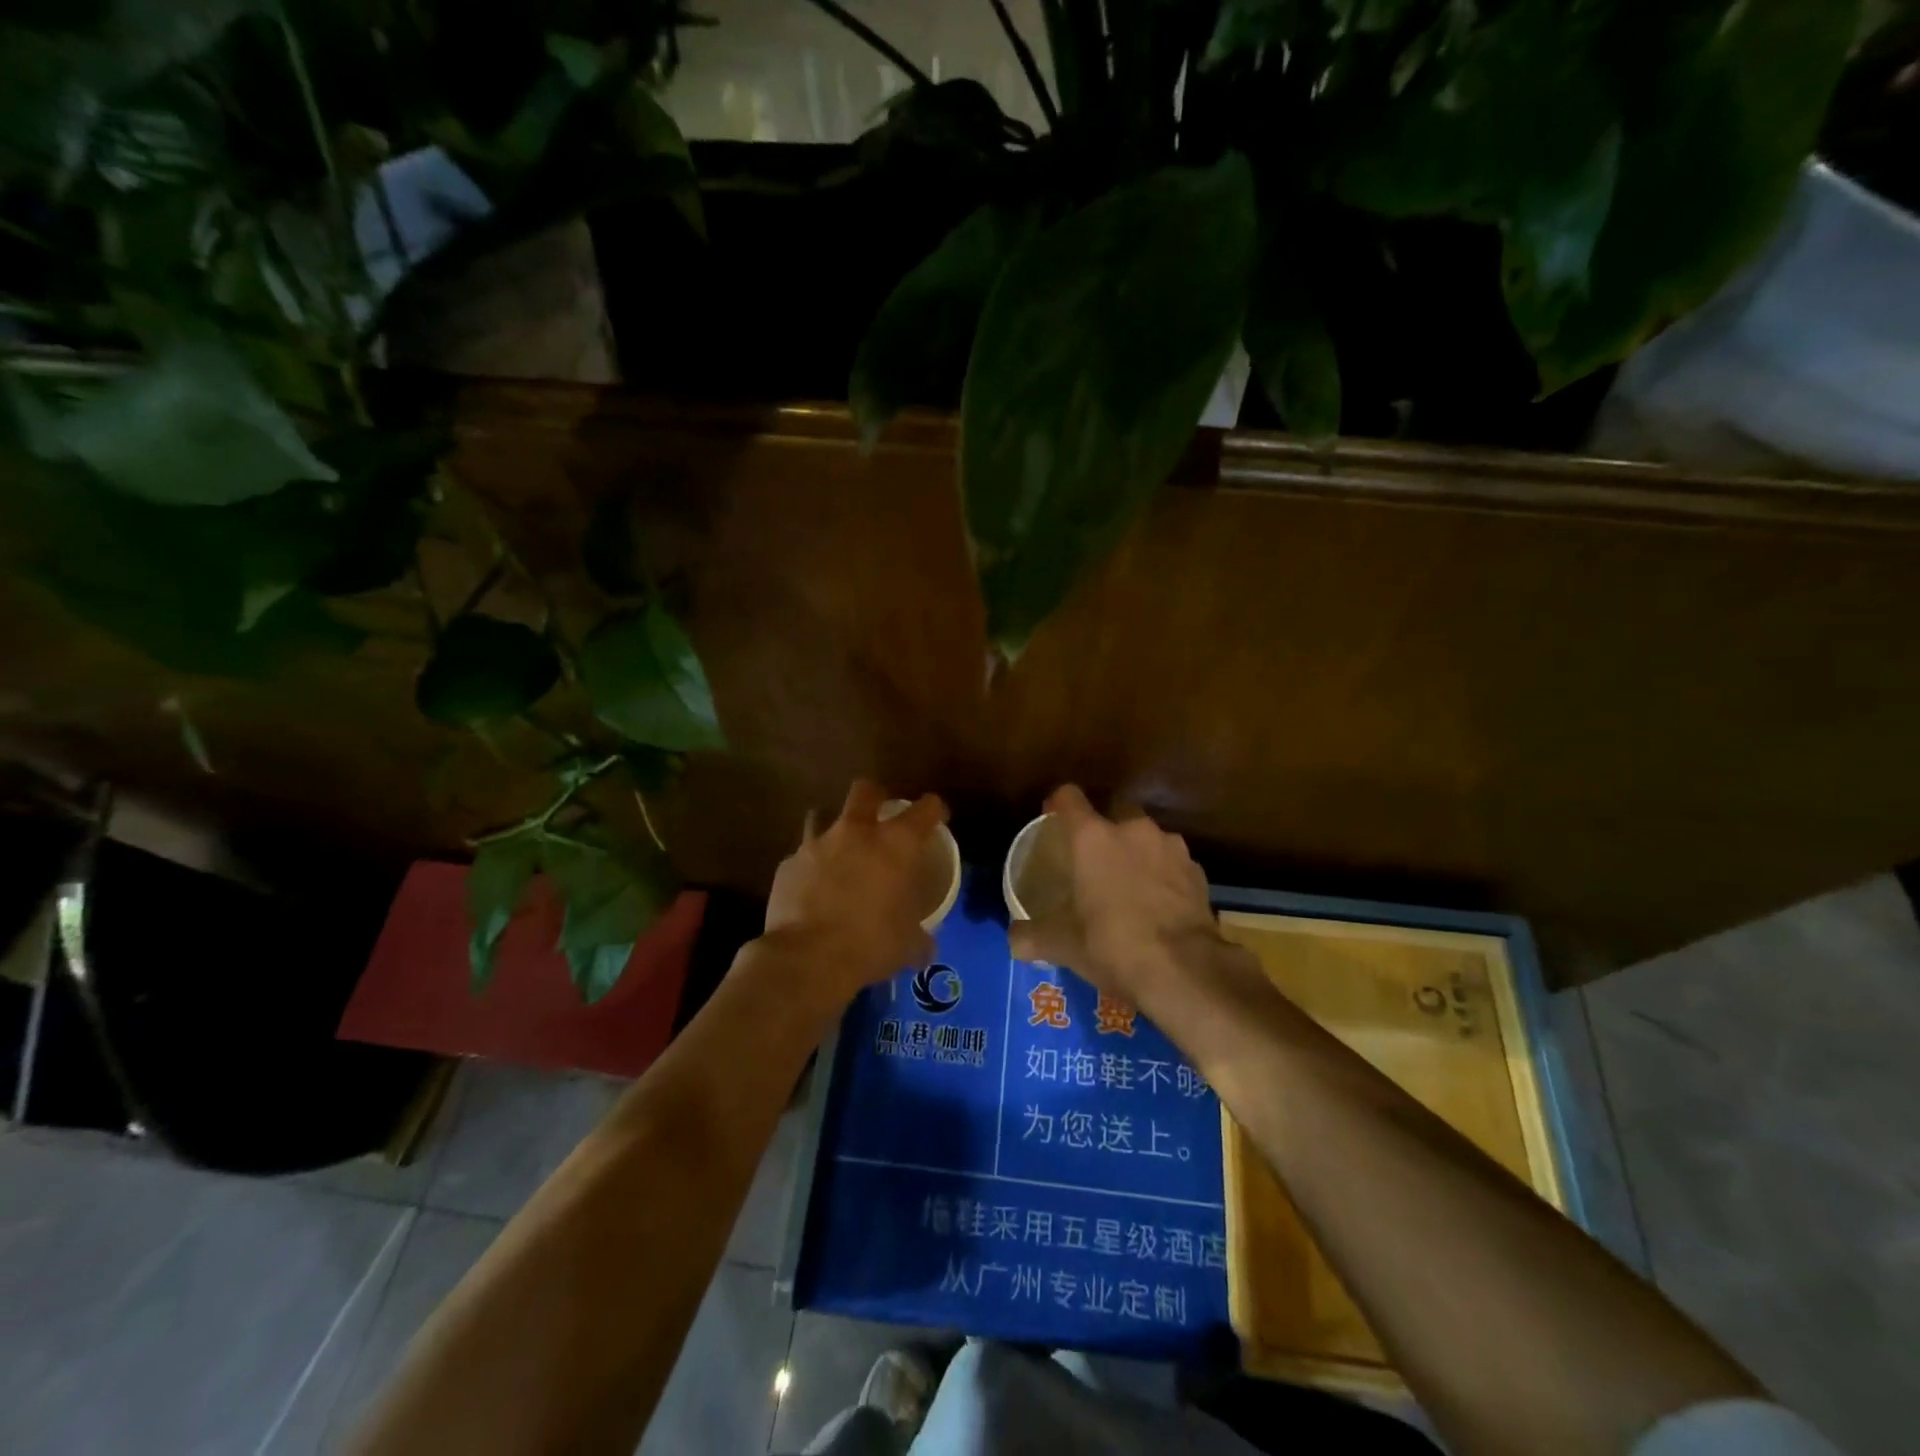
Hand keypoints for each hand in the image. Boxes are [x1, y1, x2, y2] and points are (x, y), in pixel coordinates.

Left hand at [758, 779, 948, 1007]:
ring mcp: (816, 844)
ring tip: (838, 849)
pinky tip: (811, 887)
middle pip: (865, 790)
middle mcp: (856, 832)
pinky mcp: (787, 864)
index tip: (936, 818)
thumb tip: (925, 948)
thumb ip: (919, 938)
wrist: (809, 958)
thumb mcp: (908, 944)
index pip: (926, 809)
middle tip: (879, 816)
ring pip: (822, 814)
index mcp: (896, 844)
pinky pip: (801, 856)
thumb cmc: (872, 944)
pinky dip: (809, 866)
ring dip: (832, 826)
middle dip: (874, 796)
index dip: (934, 810)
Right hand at [1007, 786, 1230, 1012]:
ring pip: (1146, 836)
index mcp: (1092, 837)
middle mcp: (1132, 829)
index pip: (1069, 797)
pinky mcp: (1197, 870)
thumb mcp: (1064, 945)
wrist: (1185, 970)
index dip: (1058, 804)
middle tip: (1094, 858)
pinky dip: (1163, 873)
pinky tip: (1158, 903)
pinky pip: (1171, 861)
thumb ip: (1033, 937)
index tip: (1052, 819)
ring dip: (1136, 851)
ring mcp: (1170, 846)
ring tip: (1129, 883)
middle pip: (1113, 809)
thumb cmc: (1113, 946)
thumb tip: (1013, 941)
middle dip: (1104, 827)